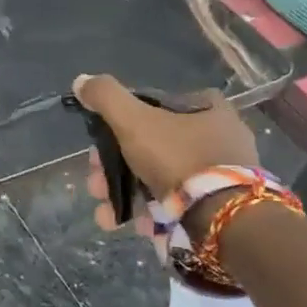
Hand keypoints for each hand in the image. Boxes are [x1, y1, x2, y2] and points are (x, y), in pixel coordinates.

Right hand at [72, 73, 257, 224]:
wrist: (225, 221)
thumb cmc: (179, 159)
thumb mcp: (134, 121)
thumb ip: (106, 97)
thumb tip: (81, 80)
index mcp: (208, 108)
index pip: (155, 106)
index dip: (121, 123)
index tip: (100, 145)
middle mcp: (220, 138)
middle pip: (152, 146)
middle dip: (115, 169)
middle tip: (96, 186)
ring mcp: (223, 176)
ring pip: (162, 179)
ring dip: (128, 196)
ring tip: (107, 217)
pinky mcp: (223, 208)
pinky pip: (181, 204)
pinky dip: (155, 214)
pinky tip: (138, 227)